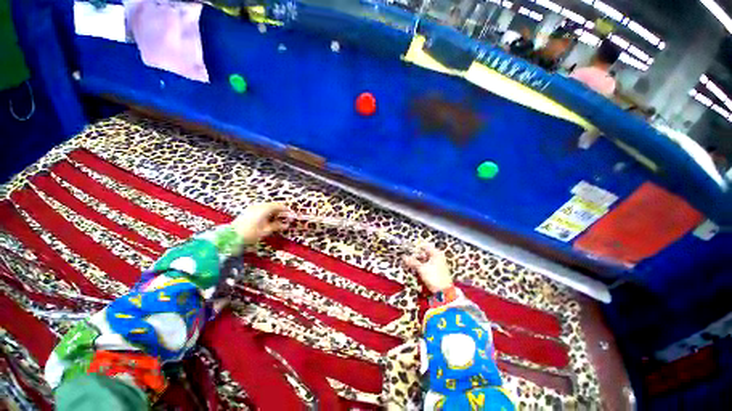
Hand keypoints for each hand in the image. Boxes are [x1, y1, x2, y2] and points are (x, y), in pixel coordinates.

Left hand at [232, 203, 289, 244]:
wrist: (230, 236)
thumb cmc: (250, 233)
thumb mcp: (266, 231)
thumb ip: (277, 226)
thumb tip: (286, 225)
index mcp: (264, 209)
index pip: (279, 206)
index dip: (286, 209)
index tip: (291, 214)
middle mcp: (259, 206)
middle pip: (273, 205)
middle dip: (280, 210)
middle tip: (286, 217)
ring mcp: (252, 208)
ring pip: (267, 207)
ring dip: (274, 211)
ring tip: (278, 219)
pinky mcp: (248, 211)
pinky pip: (261, 209)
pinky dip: (267, 212)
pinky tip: (268, 219)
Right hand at [403, 243, 452, 292]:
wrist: (444, 292)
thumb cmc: (434, 277)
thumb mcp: (422, 269)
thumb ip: (413, 262)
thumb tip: (404, 257)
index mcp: (436, 254)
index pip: (425, 246)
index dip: (416, 248)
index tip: (408, 250)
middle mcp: (438, 257)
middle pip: (424, 253)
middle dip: (415, 256)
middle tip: (407, 257)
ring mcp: (438, 264)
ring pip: (425, 260)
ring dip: (417, 262)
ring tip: (409, 263)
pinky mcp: (437, 271)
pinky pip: (427, 265)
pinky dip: (421, 266)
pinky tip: (415, 268)